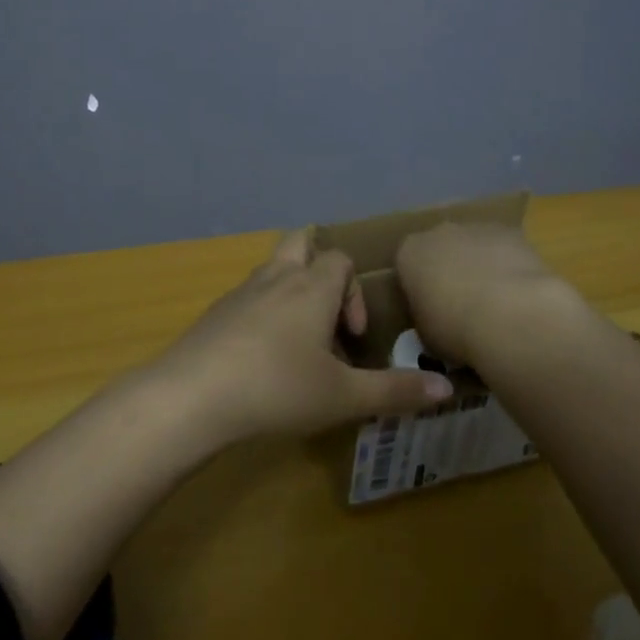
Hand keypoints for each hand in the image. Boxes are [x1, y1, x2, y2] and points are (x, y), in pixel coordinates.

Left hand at [161, 230, 454, 442]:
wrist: (193, 395)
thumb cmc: (278, 388)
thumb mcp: (344, 396)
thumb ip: (396, 391)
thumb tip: (446, 387)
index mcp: (311, 286)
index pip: (341, 260)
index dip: (355, 294)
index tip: (353, 340)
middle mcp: (277, 277)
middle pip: (301, 243)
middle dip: (319, 269)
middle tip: (326, 315)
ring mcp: (241, 292)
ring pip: (273, 270)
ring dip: (291, 294)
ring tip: (298, 343)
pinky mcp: (215, 312)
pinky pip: (249, 297)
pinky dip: (264, 314)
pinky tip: (261, 359)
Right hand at [395, 222, 592, 368]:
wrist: (509, 315)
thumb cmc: (455, 328)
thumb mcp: (426, 335)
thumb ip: (426, 318)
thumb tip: (436, 320)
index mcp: (409, 253)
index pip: (407, 267)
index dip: (418, 289)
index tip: (430, 312)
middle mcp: (439, 232)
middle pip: (441, 249)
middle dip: (449, 271)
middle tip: (461, 307)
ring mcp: (476, 229)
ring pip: (474, 246)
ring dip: (480, 267)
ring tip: (495, 305)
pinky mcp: (511, 233)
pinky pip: (504, 250)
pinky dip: (508, 267)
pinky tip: (518, 296)